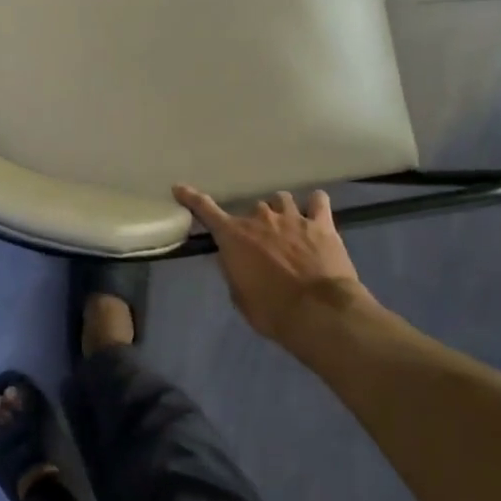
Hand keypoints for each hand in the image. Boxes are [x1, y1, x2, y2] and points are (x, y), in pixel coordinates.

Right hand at [172, 185, 370, 341]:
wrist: (319, 311)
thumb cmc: (272, 310)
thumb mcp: (240, 296)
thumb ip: (234, 271)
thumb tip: (233, 259)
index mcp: (234, 236)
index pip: (206, 210)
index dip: (191, 198)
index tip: (179, 188)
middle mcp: (261, 219)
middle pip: (252, 208)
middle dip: (255, 223)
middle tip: (262, 242)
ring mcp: (293, 218)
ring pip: (282, 199)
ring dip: (280, 210)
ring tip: (287, 224)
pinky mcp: (321, 224)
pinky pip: (318, 201)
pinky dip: (315, 204)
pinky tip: (315, 209)